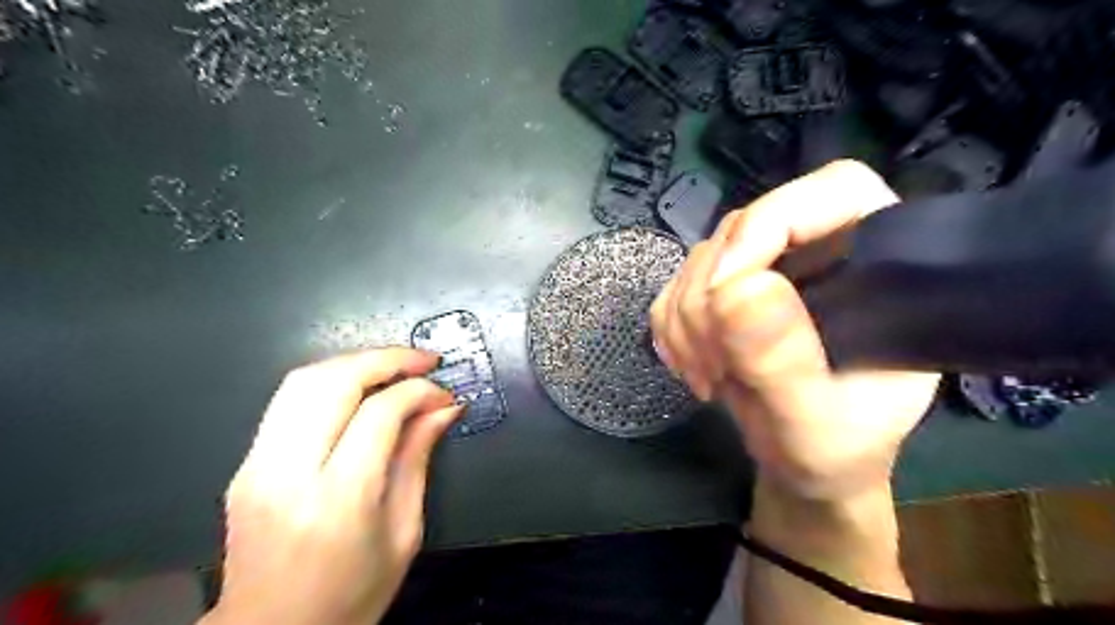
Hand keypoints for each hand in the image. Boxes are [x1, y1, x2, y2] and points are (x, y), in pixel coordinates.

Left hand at [203, 350, 458, 622]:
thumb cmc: (351, 596)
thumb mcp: (403, 531)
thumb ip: (418, 458)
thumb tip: (445, 408)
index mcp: (339, 500)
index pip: (380, 413)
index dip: (419, 391)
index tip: (444, 393)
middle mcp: (289, 474)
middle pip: (334, 382)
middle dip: (386, 359)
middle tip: (423, 361)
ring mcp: (257, 467)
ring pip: (303, 380)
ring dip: (355, 362)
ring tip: (395, 366)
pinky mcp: (245, 464)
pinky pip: (288, 400)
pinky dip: (330, 380)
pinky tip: (360, 387)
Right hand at [655, 160, 939, 501]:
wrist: (802, 464)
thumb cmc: (834, 449)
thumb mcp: (816, 423)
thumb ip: (783, 362)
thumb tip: (737, 291)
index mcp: (878, 263)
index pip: (832, 191)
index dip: (771, 223)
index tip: (726, 291)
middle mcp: (819, 251)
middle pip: (743, 229)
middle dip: (711, 300)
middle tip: (718, 366)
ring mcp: (765, 269)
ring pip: (699, 259)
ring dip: (687, 323)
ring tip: (711, 377)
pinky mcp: (725, 291)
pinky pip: (673, 288)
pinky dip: (671, 331)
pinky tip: (694, 367)